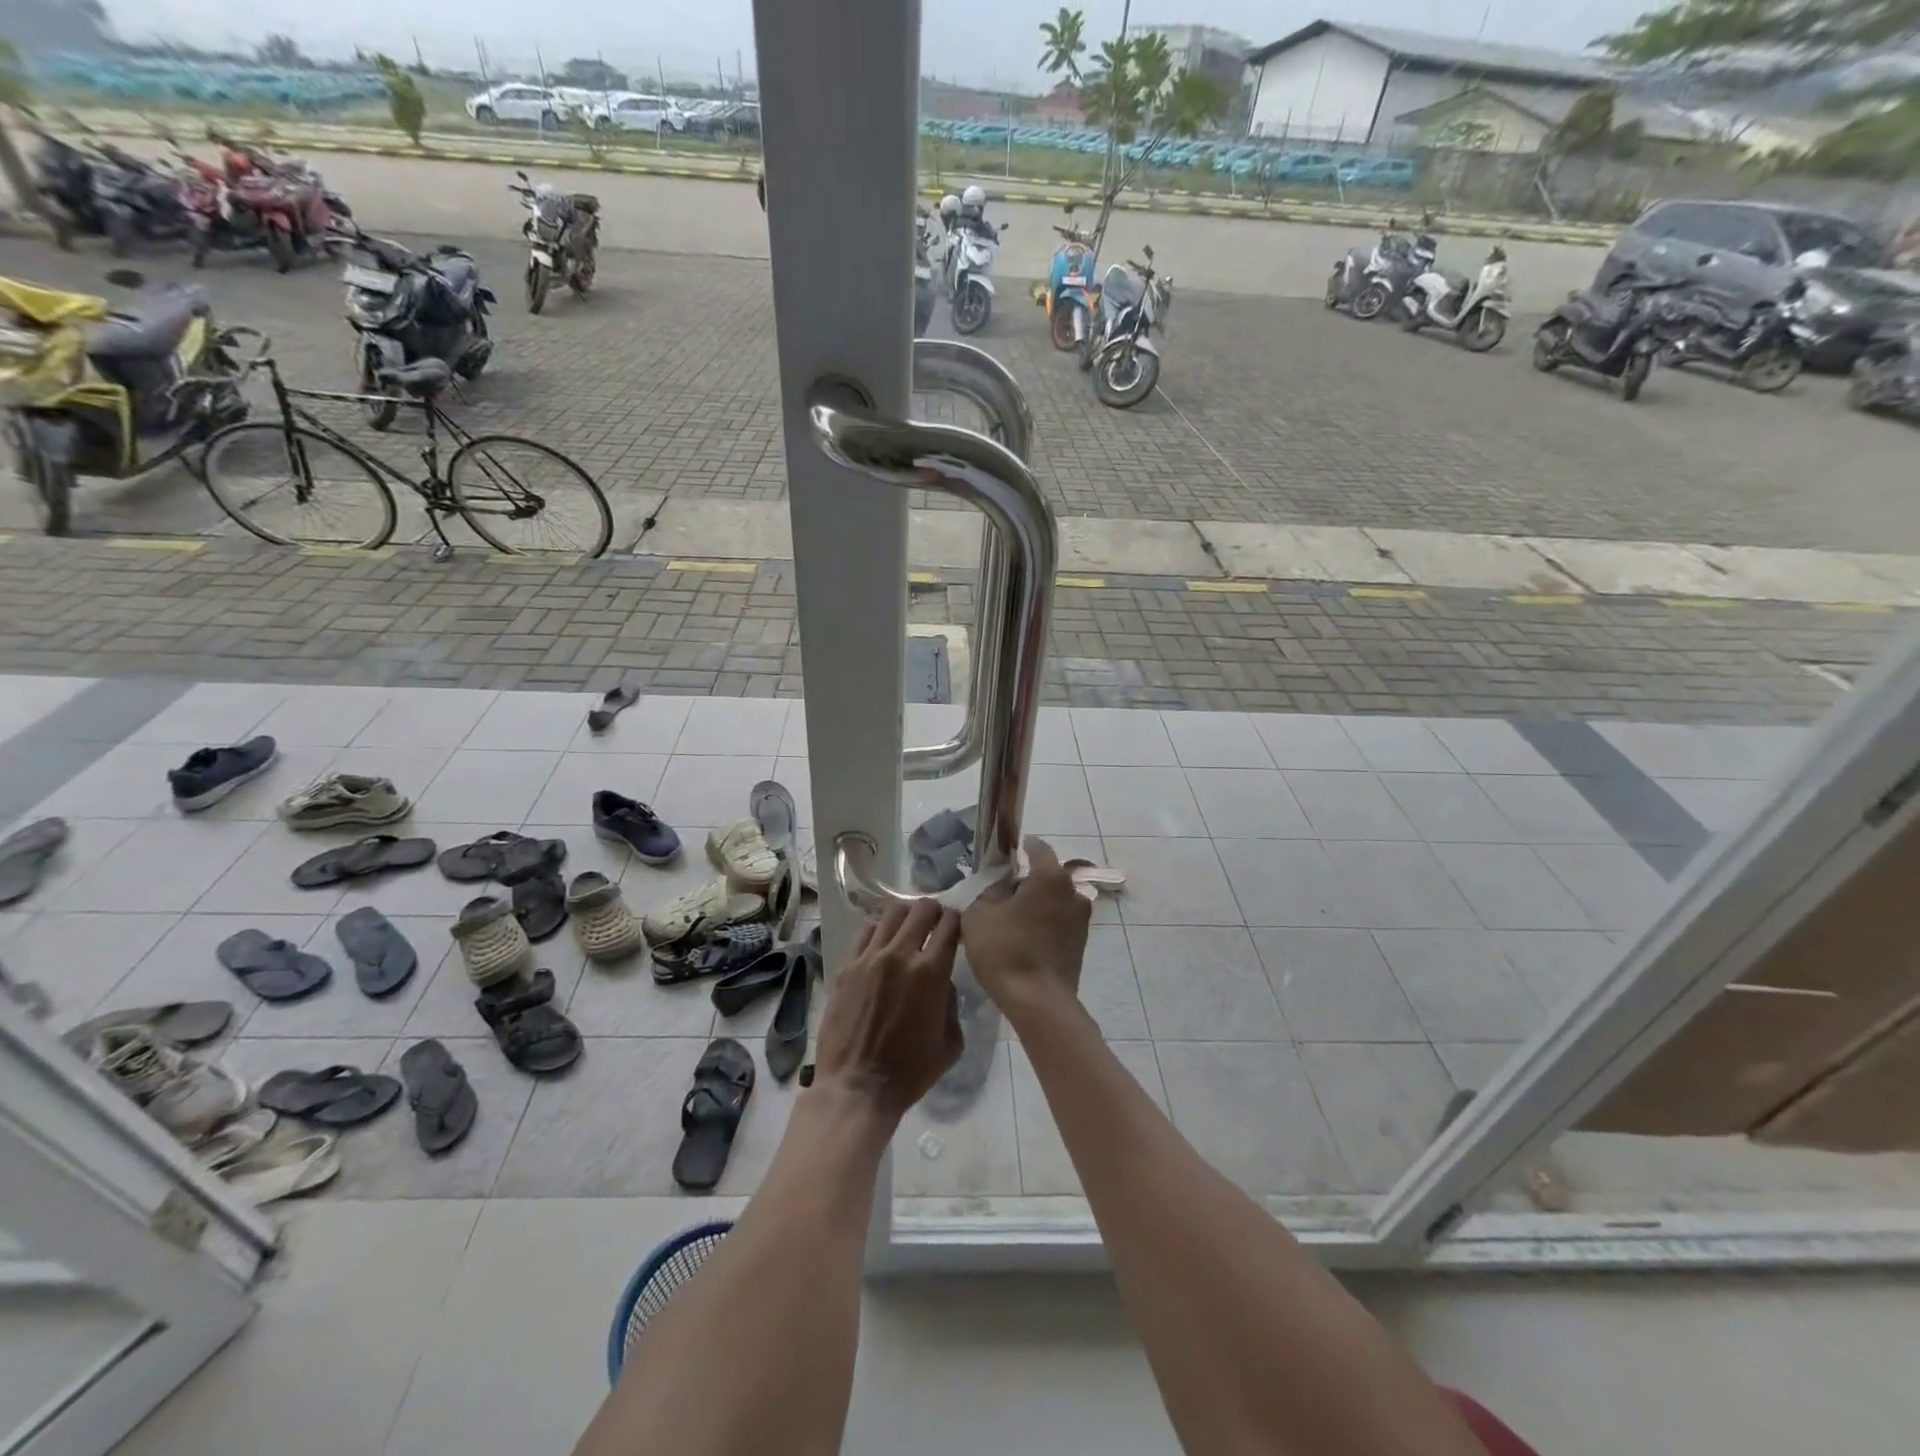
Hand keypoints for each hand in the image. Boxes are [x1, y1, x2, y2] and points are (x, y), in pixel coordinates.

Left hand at [813, 901, 962, 1121]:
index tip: (957, 926)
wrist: (858, 1087)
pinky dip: (878, 930)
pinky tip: (882, 943)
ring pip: (891, 913)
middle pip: (921, 909)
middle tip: (935, 922)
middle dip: (934, 911)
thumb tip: (942, 982)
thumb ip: (951, 1003)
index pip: (950, 925)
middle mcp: (900, 955)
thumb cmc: (910, 1071)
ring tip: (908, 927)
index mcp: (931, 973)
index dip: (957, 920)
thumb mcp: (951, 1042)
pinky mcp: (846, 967)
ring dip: (906, 915)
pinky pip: (864, 933)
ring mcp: (869, 958)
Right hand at [962, 837, 1090, 1021]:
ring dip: (1038, 904)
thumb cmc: (1005, 949)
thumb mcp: (979, 914)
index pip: (1039, 849)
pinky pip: (1059, 922)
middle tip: (1004, 891)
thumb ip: (989, 892)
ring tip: (1013, 918)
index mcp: (1050, 877)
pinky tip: (1025, 937)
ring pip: (1055, 901)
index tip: (1013, 849)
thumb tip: (1003, 888)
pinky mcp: (1081, 944)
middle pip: (1048, 877)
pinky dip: (1044, 924)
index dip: (1024, 846)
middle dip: (1028, 880)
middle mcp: (1073, 892)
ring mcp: (1081, 920)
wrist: (1037, 1001)